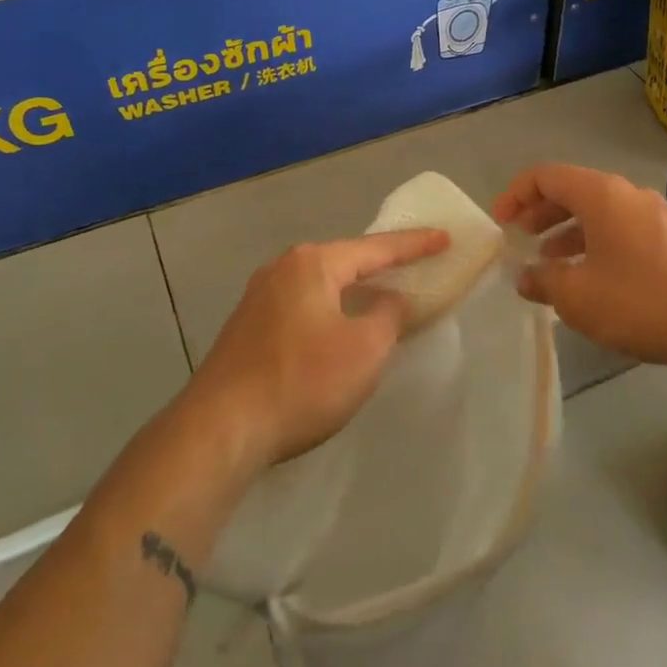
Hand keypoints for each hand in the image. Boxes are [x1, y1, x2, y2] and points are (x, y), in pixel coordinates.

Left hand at [190, 229, 449, 468]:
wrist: (221, 429)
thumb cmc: (303, 381)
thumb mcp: (365, 349)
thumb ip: (389, 315)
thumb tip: (390, 299)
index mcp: (312, 264)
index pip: (376, 248)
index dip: (415, 245)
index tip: (445, 238)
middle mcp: (282, 269)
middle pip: (344, 260)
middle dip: (379, 264)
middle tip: (414, 263)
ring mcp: (258, 297)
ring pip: (320, 284)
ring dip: (352, 289)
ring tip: (380, 292)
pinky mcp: (247, 327)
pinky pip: (302, 306)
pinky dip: (329, 309)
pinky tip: (338, 326)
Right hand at [492, 163, 666, 369]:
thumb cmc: (641, 302)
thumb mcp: (578, 296)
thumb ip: (544, 281)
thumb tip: (526, 276)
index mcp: (602, 194)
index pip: (546, 175)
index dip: (516, 194)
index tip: (500, 223)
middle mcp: (629, 194)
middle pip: (574, 190)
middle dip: (540, 212)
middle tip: (520, 238)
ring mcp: (656, 215)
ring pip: (600, 212)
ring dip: (568, 231)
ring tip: (550, 262)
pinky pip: (622, 229)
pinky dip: (596, 243)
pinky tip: (591, 276)